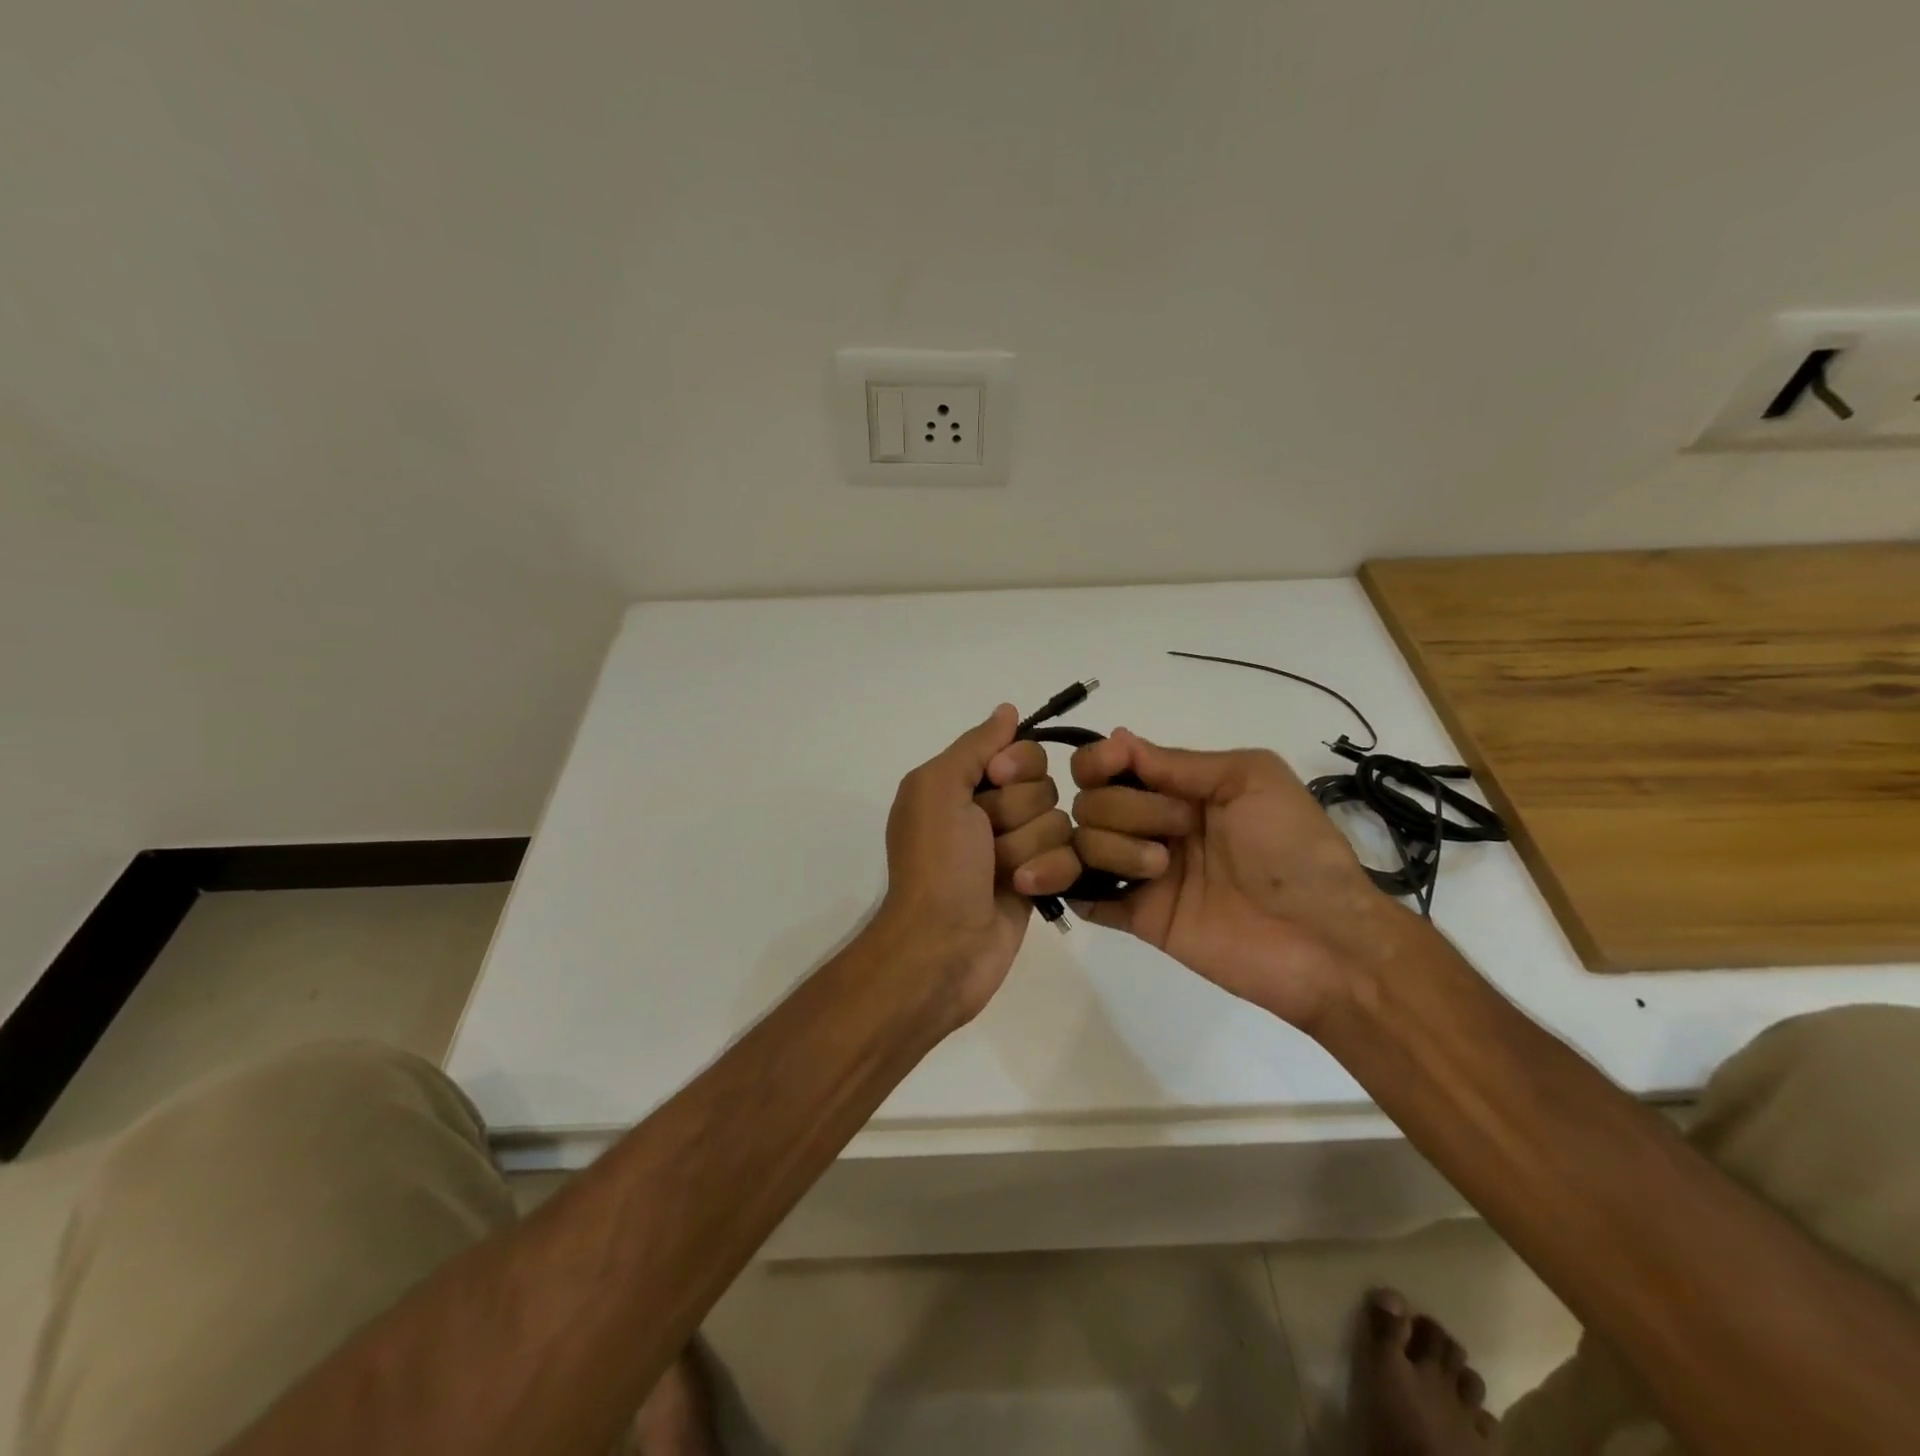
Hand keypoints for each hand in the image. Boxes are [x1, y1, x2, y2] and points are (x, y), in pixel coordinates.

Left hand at [873, 705, 1081, 1018]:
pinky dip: (1047, 872)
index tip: (997, 781)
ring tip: (999, 873)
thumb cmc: (936, 863)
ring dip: (1027, 847)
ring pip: (1059, 823)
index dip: (1017, 765)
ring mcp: (1017, 847)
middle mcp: (990, 810)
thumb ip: (975, 745)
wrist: (943, 945)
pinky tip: (1022, 889)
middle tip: (986, 838)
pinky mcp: (1040, 880)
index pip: (1021, 751)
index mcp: (962, 783)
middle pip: (1044, 786)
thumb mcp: (938, 788)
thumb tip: (1007, 710)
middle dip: (1018, 812)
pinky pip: (1070, 858)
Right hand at [1068, 729, 1413, 1030]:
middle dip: (1127, 808)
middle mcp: (1154, 825)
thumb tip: (1116, 737)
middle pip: (1091, 802)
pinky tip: (1100, 886)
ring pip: (1083, 844)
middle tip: (1179, 828)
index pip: (1110, 765)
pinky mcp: (1141, 918)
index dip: (1098, 762)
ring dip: (1115, 848)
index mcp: (1180, 788)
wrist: (1324, 939)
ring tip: (1161, 870)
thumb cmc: (1294, 848)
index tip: (1110, 766)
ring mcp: (1144, 873)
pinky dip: (1076, 888)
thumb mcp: (1251, 779)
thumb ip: (1180, 762)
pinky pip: (1086, 898)